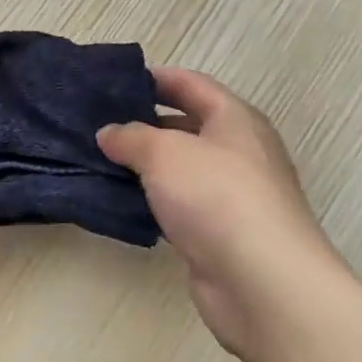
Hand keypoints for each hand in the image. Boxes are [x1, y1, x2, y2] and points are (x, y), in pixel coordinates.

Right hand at [97, 67, 353, 361]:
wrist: (263, 283)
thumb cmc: (217, 197)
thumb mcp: (164, 152)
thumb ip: (131, 137)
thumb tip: (109, 133)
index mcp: (235, 120)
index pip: (192, 84)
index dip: (155, 78)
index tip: (114, 82)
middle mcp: (238, 152)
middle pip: (186, 126)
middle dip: (143, 123)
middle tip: (97, 123)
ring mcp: (232, 196)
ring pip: (180, 169)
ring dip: (143, 166)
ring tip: (98, 160)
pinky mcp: (220, 234)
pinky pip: (179, 206)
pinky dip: (151, 201)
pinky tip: (118, 202)